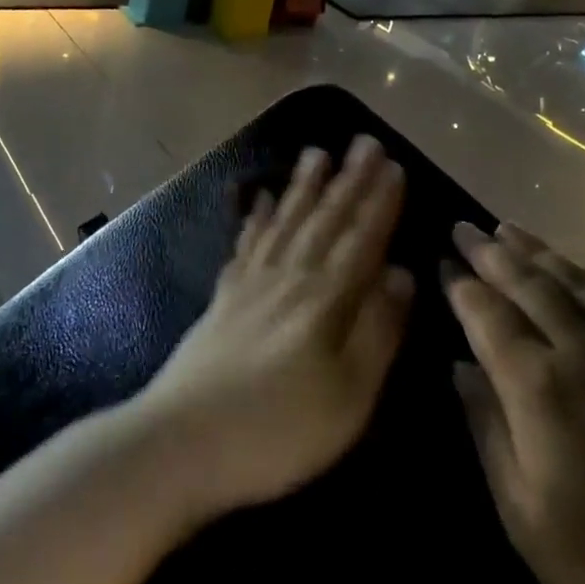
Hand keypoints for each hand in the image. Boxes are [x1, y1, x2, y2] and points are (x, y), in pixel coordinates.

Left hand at [137, 135, 413, 520]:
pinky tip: (263, 198)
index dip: (380, 203)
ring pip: (286, 221)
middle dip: (349, 180)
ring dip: (305, 186)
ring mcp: (251, 284)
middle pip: (325, 220)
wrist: (182, 442)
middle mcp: (289, 278)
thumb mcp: (349, 397)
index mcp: (325, 300)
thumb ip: (378, 331)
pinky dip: (259, 217)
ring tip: (316, 152)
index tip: (395, 166)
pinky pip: (247, 243)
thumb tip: (402, 274)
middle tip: (364, 141)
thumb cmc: (278, 430)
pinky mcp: (223, 297)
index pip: (362, 240)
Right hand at [444, 221, 584, 583]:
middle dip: (493, 254)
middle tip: (467, 227)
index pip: (489, 317)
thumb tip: (460, 369)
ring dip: (543, 255)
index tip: (443, 261)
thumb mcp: (532, 523)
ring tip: (514, 233)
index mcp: (544, 390)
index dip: (463, 286)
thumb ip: (490, 434)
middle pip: (532, 286)